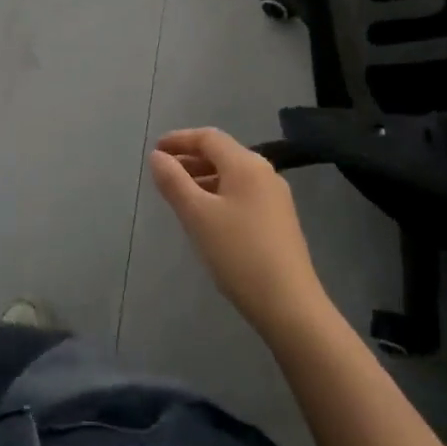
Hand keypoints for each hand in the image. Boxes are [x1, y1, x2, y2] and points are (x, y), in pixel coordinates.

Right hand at [149, 128, 329, 337]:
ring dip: (204, 178)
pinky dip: (219, 194)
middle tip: (163, 172)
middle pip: (222, 154)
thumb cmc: (239, 254)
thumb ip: (174, 181)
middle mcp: (264, 173)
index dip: (179, 140)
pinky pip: (243, 193)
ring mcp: (276, 197)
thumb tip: (157, 157)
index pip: (208, 138)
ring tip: (179, 195)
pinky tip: (208, 216)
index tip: (155, 150)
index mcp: (245, 164)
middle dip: (190, 159)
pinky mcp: (280, 221)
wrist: (291, 307)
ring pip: (232, 175)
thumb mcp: (197, 215)